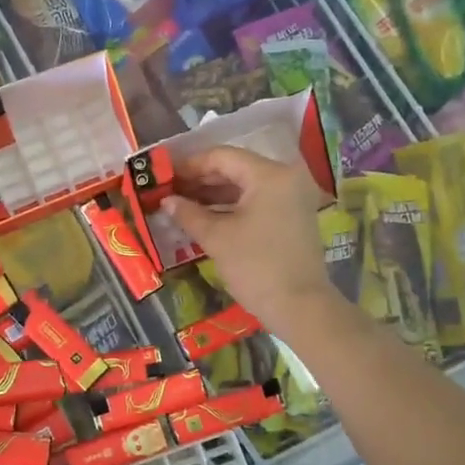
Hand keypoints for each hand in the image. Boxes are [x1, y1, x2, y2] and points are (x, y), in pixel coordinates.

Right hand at [165, 146, 336, 337]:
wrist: (300, 308)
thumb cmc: (256, 267)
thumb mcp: (216, 237)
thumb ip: (188, 213)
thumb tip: (166, 201)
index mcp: (269, 174)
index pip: (222, 157)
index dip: (190, 165)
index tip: (165, 175)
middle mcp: (285, 177)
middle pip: (235, 168)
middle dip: (201, 179)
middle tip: (170, 190)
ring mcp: (292, 197)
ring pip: (245, 185)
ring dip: (214, 194)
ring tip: (182, 203)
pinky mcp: (293, 216)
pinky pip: (257, 201)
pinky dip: (231, 206)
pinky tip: (205, 216)